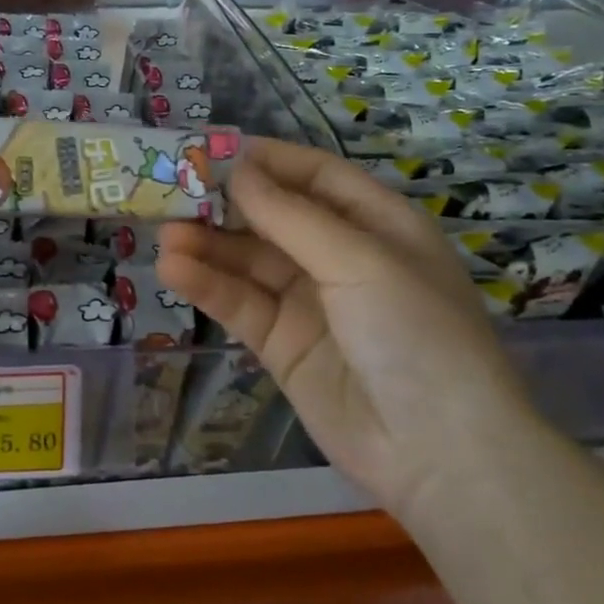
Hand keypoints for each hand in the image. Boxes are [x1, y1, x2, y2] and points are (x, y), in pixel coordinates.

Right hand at [157, 138, 534, 519]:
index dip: (268, 160)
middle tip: (172, 190)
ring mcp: (309, 302)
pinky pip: (240, 304)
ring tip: (165, 234)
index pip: (316, 176)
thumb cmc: (415, 333)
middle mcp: (341, 257)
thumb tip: (237, 170)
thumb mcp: (361, 260)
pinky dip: (208, 285)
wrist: (439, 453)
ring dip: (208, 245)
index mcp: (377, 224)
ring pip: (249, 260)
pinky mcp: (281, 344)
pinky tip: (174, 270)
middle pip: (273, 217)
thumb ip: (291, 216)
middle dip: (226, 204)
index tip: (213, 149)